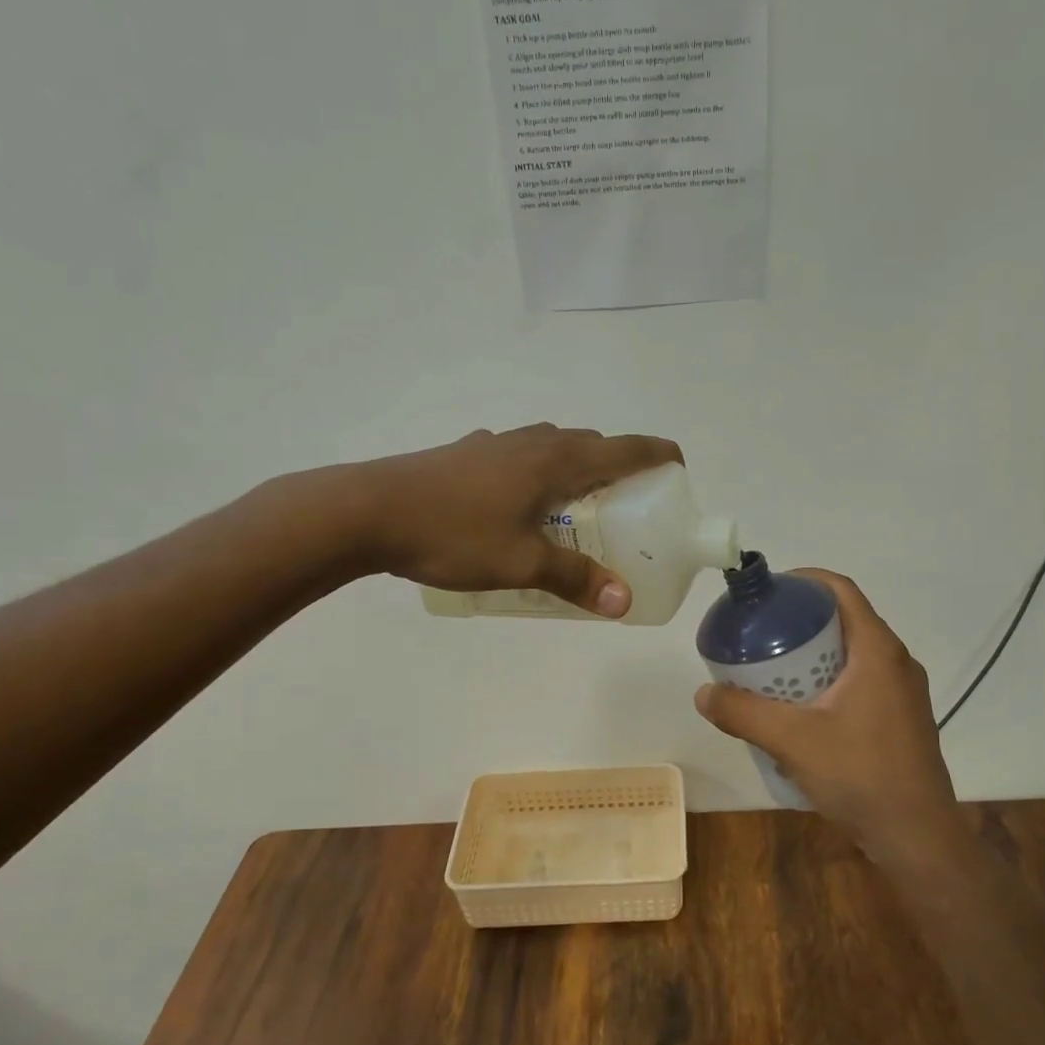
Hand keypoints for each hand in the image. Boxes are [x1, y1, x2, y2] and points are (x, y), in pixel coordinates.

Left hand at [358, 424, 681, 616]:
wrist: (366, 510)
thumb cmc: (452, 534)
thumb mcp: (520, 563)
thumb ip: (575, 579)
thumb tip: (623, 602)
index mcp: (555, 460)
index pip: (624, 448)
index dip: (658, 455)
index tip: (678, 470)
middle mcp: (531, 442)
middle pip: (591, 445)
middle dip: (618, 468)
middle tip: (626, 508)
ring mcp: (495, 444)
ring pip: (552, 448)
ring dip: (576, 469)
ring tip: (576, 509)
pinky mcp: (466, 454)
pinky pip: (520, 457)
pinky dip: (538, 473)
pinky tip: (518, 506)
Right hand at [694, 570, 955, 838]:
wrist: (918, 838)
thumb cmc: (860, 775)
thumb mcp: (791, 740)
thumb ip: (743, 713)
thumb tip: (703, 694)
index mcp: (877, 650)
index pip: (840, 590)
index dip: (802, 581)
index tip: (767, 593)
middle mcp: (896, 662)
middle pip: (844, 620)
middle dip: (800, 620)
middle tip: (760, 634)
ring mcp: (903, 692)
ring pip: (852, 653)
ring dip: (814, 653)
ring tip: (773, 669)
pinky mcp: (901, 719)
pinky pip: (861, 681)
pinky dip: (829, 679)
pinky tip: (801, 709)